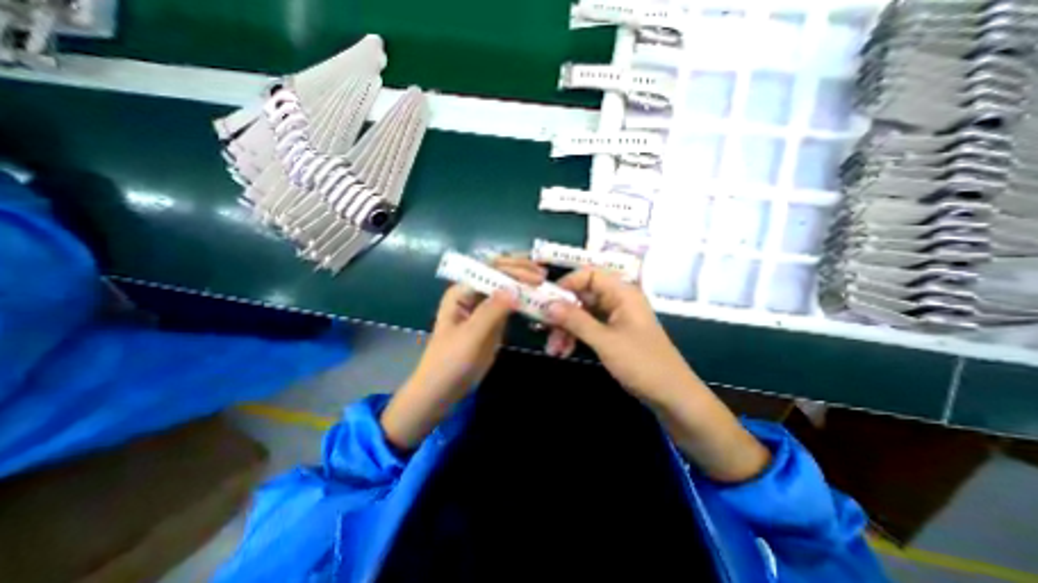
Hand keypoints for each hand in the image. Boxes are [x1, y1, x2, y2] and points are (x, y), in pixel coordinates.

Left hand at [409, 256, 546, 398]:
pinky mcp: (492, 320)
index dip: (514, 270)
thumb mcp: (470, 336)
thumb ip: (491, 311)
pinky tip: (536, 296)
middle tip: (543, 273)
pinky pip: (509, 304)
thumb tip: (515, 289)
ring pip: (505, 286)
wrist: (442, 389)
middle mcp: (473, 293)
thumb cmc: (450, 362)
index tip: (537, 278)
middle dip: (520, 269)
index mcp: (461, 291)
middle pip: (498, 273)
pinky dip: (523, 298)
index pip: (490, 271)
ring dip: (523, 281)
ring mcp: (483, 306)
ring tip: (544, 279)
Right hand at [547, 268, 773, 481]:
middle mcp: (618, 301)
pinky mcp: (612, 334)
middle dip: (562, 312)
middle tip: (543, 328)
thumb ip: (576, 321)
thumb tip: (548, 304)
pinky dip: (574, 337)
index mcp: (622, 294)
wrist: (672, 396)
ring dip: (565, 329)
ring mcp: (615, 318)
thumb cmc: (643, 364)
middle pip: (583, 296)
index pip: (590, 275)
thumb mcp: (605, 341)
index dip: (568, 283)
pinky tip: (562, 351)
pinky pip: (588, 328)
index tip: (547, 299)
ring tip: (553, 349)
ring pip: (582, 314)